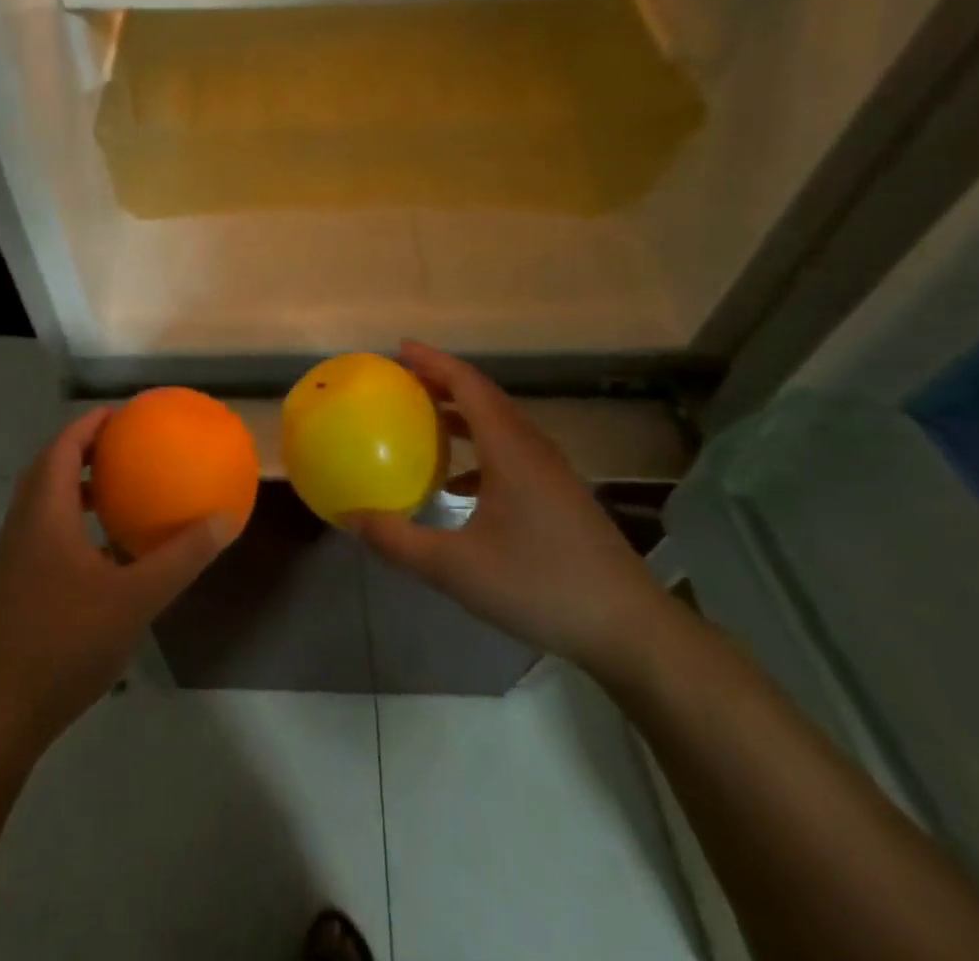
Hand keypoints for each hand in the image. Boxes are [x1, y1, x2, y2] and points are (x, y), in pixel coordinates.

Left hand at [0, 407, 239, 758]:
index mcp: (45, 511)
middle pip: (50, 467)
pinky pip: (42, 532)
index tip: (125, 414)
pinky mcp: (10, 586)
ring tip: (118, 492)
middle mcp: (23, 523)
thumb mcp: (134, 599)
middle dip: (85, 449)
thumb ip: (181, 557)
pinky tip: (103, 555)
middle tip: (125, 446)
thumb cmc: (63, 643)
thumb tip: (225, 518)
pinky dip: (71, 522)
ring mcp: (12, 557)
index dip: (91, 423)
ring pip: (43, 502)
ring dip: (76, 487)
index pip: (64, 446)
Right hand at [344, 341, 675, 677]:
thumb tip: (350, 518)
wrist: (628, 628)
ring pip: (500, 423)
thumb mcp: (456, 569)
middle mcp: (532, 448)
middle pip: (484, 396)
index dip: (433, 361)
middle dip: (442, 381)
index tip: (398, 349)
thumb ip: (398, 541)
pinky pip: (511, 451)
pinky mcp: (559, 494)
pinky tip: (456, 485)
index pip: (468, 385)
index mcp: (510, 449)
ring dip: (461, 414)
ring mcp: (551, 471)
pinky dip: (478, 450)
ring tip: (423, 420)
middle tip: (401, 380)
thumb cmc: (540, 586)